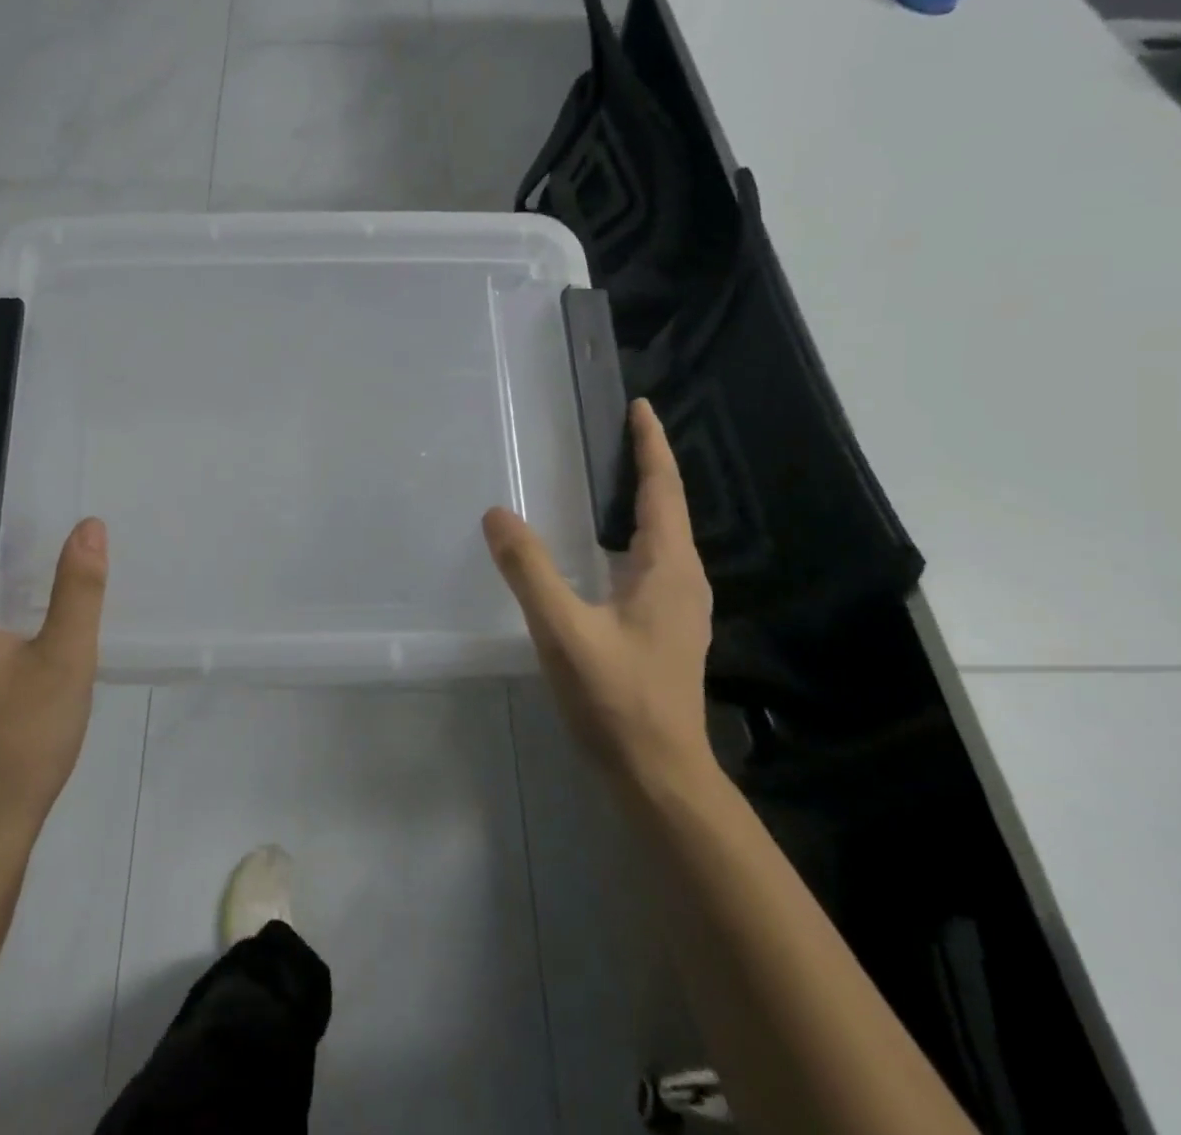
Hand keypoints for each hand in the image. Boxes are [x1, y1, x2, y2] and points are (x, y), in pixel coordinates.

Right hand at [483, 399, 714, 791]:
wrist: (659, 775)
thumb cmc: (617, 698)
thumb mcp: (563, 630)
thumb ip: (529, 570)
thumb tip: (497, 514)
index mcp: (668, 568)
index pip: (663, 489)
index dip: (651, 445)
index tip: (639, 406)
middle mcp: (683, 579)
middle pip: (667, 507)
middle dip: (645, 466)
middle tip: (612, 434)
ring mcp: (679, 606)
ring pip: (661, 537)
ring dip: (639, 501)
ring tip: (607, 478)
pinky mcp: (666, 627)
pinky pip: (651, 561)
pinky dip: (630, 535)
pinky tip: (602, 548)